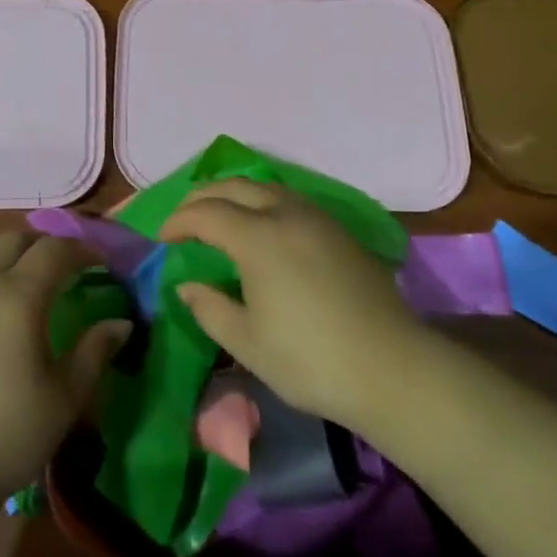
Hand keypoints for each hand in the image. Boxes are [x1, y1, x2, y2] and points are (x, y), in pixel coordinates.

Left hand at [0, 232, 129, 513]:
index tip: (103, 264)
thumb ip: (94, 352)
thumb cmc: (8, 431)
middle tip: (68, 268)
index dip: (82, 250)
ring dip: (11, 254)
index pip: (54, 250)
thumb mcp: (64, 398)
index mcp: (19, 295)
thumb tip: (121, 323)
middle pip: (15, 239)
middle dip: (45, 244)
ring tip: (29, 280)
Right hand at [159, 178, 422, 433]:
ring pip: (266, 187)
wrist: (394, 370)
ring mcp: (318, 219)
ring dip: (235, 194)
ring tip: (221, 216)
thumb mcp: (247, 343)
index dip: (178, 221)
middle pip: (234, 186)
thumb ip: (209, 308)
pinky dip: (264, 202)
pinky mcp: (341, 232)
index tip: (163, 239)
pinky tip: (264, 228)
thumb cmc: (311, 360)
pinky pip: (291, 200)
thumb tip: (187, 286)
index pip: (205, 213)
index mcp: (257, 237)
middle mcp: (286, 214)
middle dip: (202, 196)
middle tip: (185, 218)